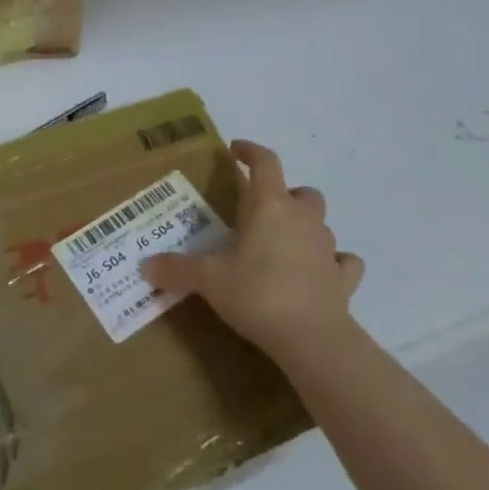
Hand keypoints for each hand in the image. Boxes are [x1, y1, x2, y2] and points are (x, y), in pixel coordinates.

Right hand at [140, 140, 363, 367]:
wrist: (312, 338)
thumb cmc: (257, 293)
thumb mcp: (209, 280)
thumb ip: (177, 269)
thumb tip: (144, 266)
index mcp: (269, 204)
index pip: (265, 161)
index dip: (251, 151)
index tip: (236, 151)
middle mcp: (302, 217)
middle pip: (301, 191)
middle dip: (284, 195)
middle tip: (262, 212)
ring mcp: (327, 246)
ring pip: (321, 223)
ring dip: (305, 227)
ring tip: (284, 245)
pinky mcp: (343, 278)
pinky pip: (343, 262)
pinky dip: (334, 263)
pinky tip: (321, 273)